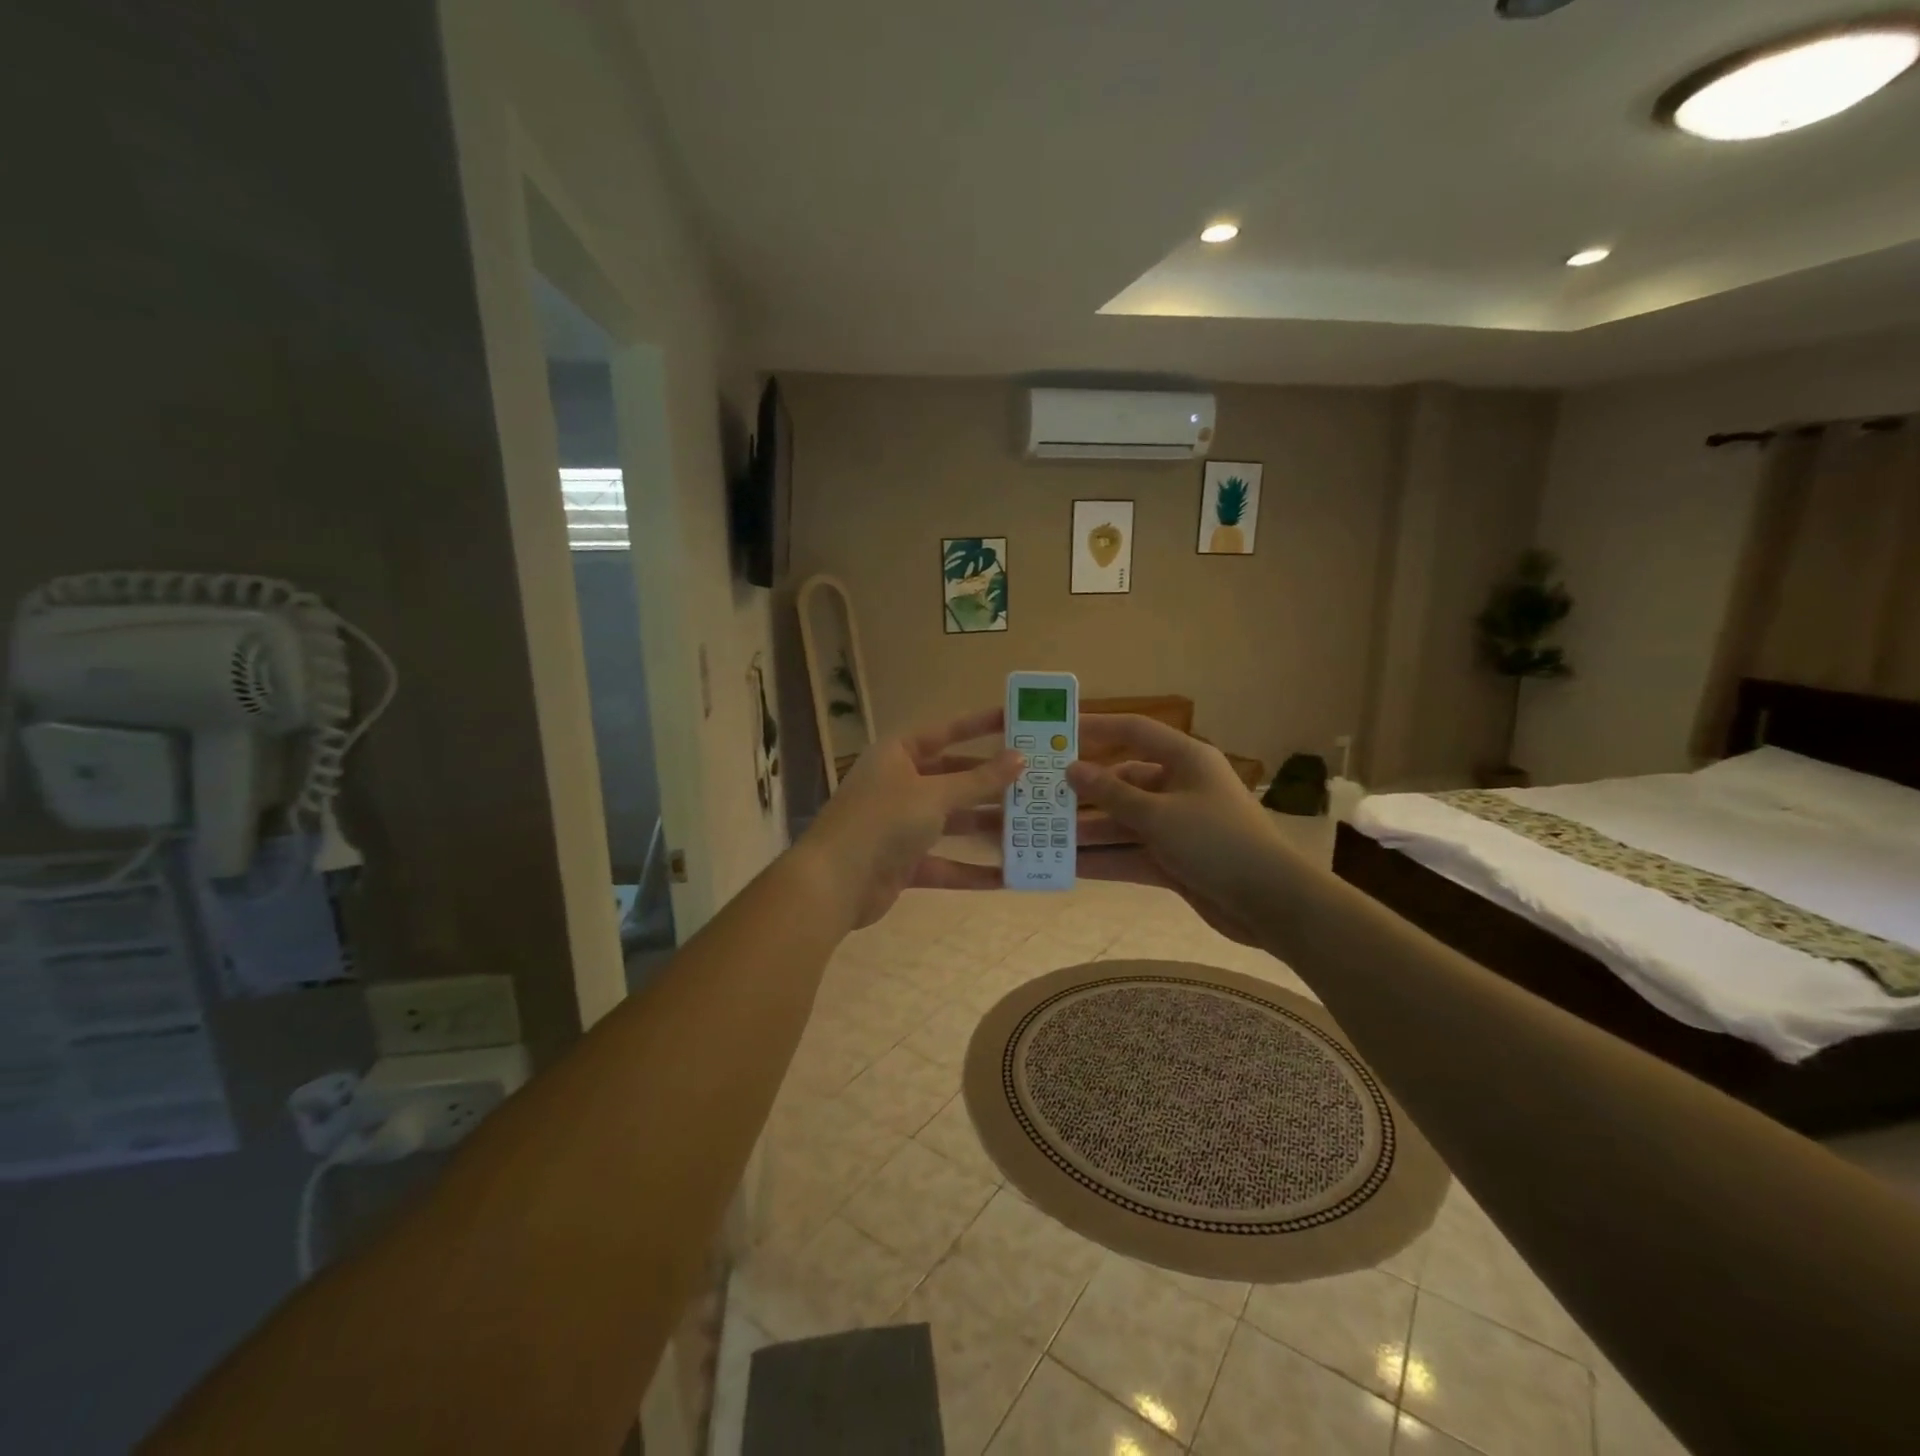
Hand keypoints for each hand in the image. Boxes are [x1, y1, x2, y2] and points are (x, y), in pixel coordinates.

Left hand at [803, 709, 1023, 928]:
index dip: (979, 725)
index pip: (945, 732)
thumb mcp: (935, 795)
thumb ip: (978, 780)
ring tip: (1032, 826)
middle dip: (991, 782)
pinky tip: (1009, 875)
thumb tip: (1019, 758)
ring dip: (987, 825)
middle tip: (1034, 781)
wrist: (835, 883)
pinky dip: (972, 869)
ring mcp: (901, 825)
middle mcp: (899, 784)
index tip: (1015, 721)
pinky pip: (946, 863)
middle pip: (953, 778)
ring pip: (953, 821)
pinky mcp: (904, 863)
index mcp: (898, 754)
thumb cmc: (884, 821)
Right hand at [1066, 715, 1289, 943]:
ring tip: (1045, 836)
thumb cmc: (1215, 841)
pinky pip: (1132, 853)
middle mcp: (1179, 787)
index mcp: (1185, 759)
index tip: (1057, 733)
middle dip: (1085, 793)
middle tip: (1042, 798)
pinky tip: (1069, 867)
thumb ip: (1111, 793)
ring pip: (1124, 822)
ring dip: (1090, 831)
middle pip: (1123, 782)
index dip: (1096, 728)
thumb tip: (1072, 768)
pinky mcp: (1175, 860)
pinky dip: (1106, 859)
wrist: (1270, 902)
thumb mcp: (1158, 814)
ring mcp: (1177, 826)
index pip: (1134, 731)